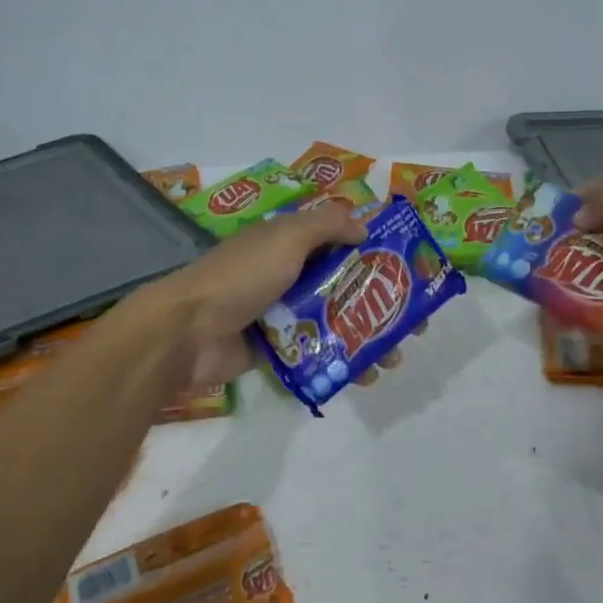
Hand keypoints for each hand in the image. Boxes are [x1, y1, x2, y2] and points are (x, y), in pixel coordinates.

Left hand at [154, 206, 405, 386]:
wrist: (188, 332)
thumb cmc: (241, 276)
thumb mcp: (285, 237)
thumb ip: (326, 225)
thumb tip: (365, 226)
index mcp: (291, 244)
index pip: (342, 242)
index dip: (377, 254)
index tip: (410, 271)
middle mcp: (291, 275)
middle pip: (348, 286)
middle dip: (382, 305)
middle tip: (414, 325)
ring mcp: (285, 314)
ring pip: (338, 323)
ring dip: (369, 339)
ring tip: (393, 358)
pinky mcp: (279, 349)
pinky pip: (319, 353)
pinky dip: (343, 363)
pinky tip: (365, 376)